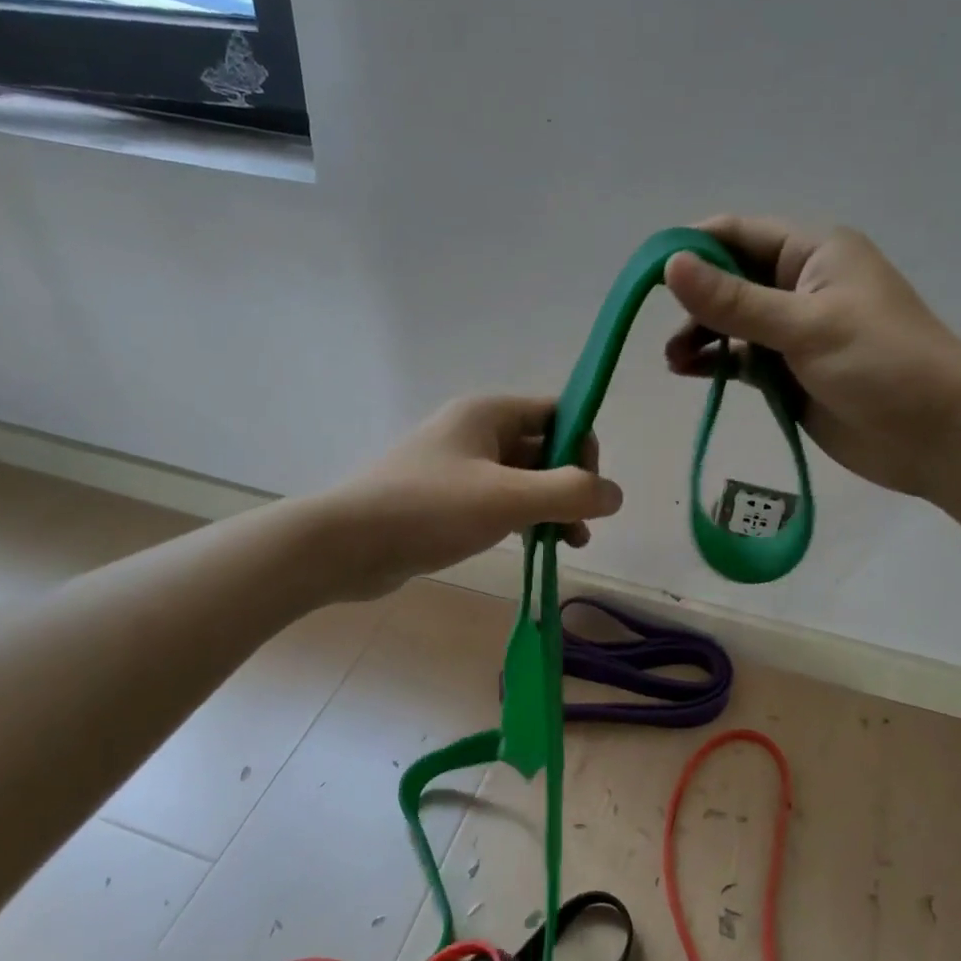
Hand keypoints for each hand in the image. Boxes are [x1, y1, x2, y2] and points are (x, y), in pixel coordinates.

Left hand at [313, 395, 622, 600]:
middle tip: (580, 527)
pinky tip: (531, 547)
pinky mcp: (443, 500)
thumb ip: (570, 493)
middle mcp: (473, 431)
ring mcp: (456, 467)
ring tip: (567, 544)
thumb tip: (615, 494)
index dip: (583, 446)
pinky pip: (497, 501)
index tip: (588, 489)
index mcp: (488, 413)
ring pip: (521, 479)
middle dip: (569, 484)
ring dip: (549, 507)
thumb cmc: (429, 510)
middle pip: (542, 447)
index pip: (557, 413)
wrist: (345, 545)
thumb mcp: (507, 499)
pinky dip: (520, 519)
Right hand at [664, 217, 960, 500]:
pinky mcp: (789, 372)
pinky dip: (714, 363)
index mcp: (813, 252)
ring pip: (731, 322)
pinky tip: (688, 373)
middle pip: (729, 279)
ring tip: (674, 361)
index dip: (691, 249)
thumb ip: (736, 302)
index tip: (649, 279)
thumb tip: (670, 265)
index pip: (737, 234)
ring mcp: (794, 330)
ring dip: (699, 334)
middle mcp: (800, 284)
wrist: (938, 437)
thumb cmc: (883, 366)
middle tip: (664, 331)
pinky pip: (741, 358)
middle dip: (693, 299)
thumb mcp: (806, 327)